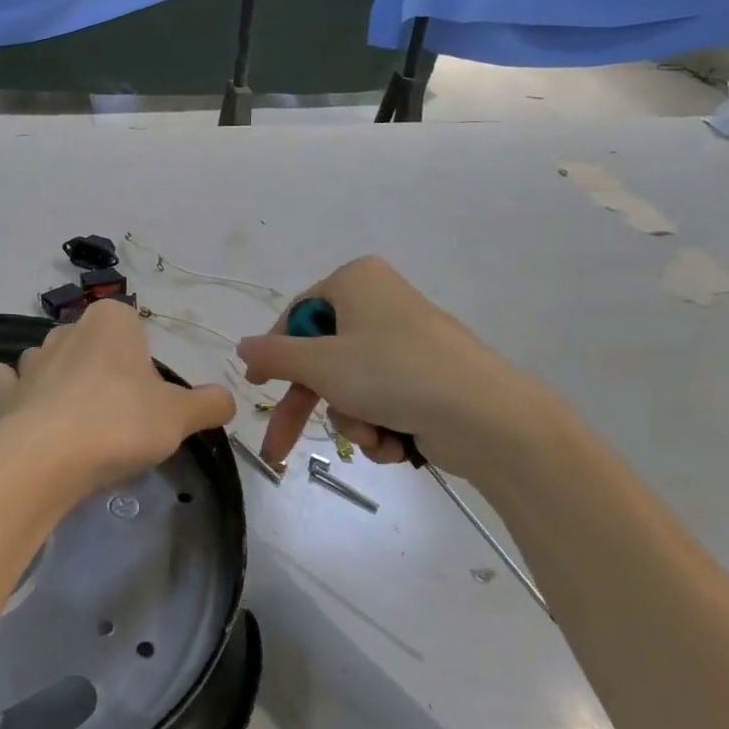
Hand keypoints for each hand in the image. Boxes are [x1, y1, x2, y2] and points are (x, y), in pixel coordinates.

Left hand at [0, 301, 235, 508]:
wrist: (47, 459)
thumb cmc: (121, 423)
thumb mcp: (180, 416)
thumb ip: (209, 404)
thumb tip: (228, 400)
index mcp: (112, 321)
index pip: (134, 328)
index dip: (144, 364)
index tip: (149, 399)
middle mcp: (68, 328)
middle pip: (94, 346)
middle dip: (105, 373)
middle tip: (121, 420)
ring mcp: (31, 359)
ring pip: (51, 362)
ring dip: (62, 383)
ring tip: (78, 428)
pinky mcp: (3, 391)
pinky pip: (10, 384)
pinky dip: (18, 395)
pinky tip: (30, 418)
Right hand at [235, 256, 565, 478]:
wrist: (487, 417)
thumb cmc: (393, 373)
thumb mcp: (322, 363)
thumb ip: (275, 354)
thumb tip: (242, 346)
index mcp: (356, 281)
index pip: (297, 314)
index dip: (275, 352)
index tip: (258, 383)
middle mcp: (380, 303)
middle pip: (323, 357)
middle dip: (309, 405)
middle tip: (278, 447)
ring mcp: (405, 341)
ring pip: (350, 384)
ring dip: (351, 418)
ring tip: (372, 436)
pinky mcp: (426, 376)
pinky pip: (381, 398)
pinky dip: (379, 424)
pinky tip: (393, 443)